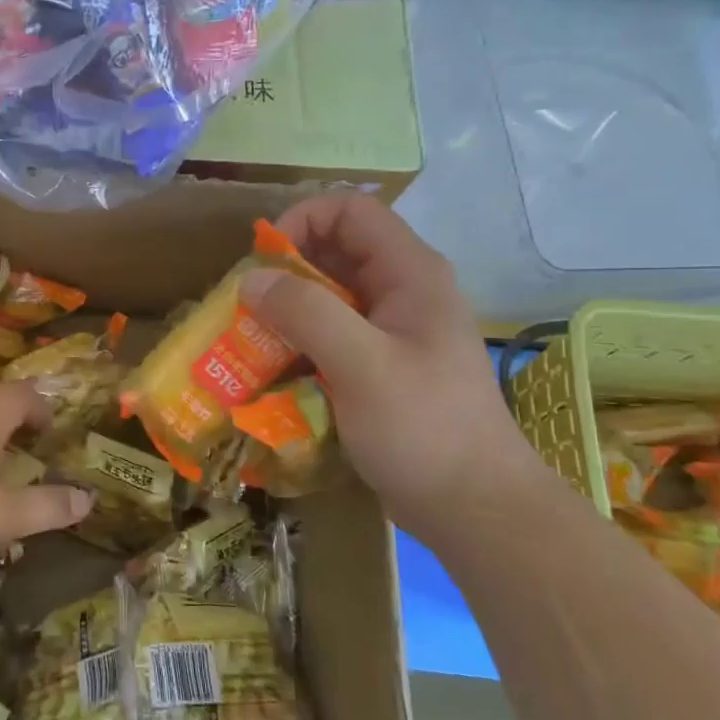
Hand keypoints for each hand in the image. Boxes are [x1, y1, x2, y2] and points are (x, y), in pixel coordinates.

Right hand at [240, 193, 543, 533]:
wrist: (475, 508)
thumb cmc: (424, 428)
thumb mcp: (361, 365)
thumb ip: (306, 313)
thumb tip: (251, 280)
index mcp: (409, 274)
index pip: (350, 211)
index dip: (302, 220)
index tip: (262, 262)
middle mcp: (400, 293)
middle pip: (333, 254)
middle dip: (284, 274)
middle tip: (244, 308)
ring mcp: (390, 333)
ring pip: (327, 299)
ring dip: (285, 314)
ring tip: (248, 342)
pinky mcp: (378, 368)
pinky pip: (329, 339)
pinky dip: (297, 346)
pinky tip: (271, 374)